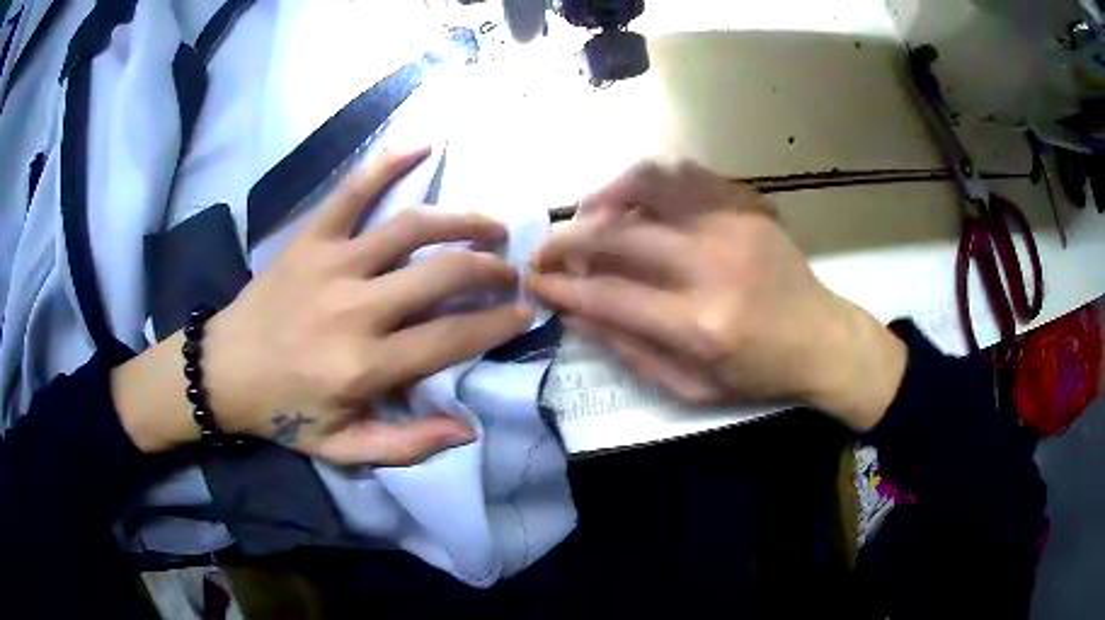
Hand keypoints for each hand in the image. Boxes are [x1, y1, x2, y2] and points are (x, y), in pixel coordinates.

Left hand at [115, 148, 532, 463]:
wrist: (223, 371)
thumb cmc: (285, 413)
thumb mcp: (344, 449)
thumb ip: (407, 445)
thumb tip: (466, 429)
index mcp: (364, 365)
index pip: (452, 337)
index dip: (498, 324)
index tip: (525, 313)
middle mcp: (354, 308)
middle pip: (442, 273)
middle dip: (490, 269)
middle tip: (511, 272)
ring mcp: (331, 264)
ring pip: (411, 227)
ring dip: (462, 221)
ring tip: (491, 225)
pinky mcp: (310, 239)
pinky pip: (352, 190)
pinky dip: (388, 162)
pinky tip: (423, 144)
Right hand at [526, 161, 905, 429]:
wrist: (822, 339)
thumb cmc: (757, 374)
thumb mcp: (691, 388)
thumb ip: (630, 350)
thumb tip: (575, 312)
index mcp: (700, 324)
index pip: (608, 293)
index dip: (561, 284)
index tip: (533, 279)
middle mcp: (713, 265)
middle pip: (619, 232)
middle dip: (566, 238)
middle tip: (547, 247)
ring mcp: (734, 224)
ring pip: (650, 182)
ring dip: (606, 193)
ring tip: (590, 213)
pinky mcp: (748, 204)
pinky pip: (685, 173)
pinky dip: (649, 181)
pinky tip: (638, 200)